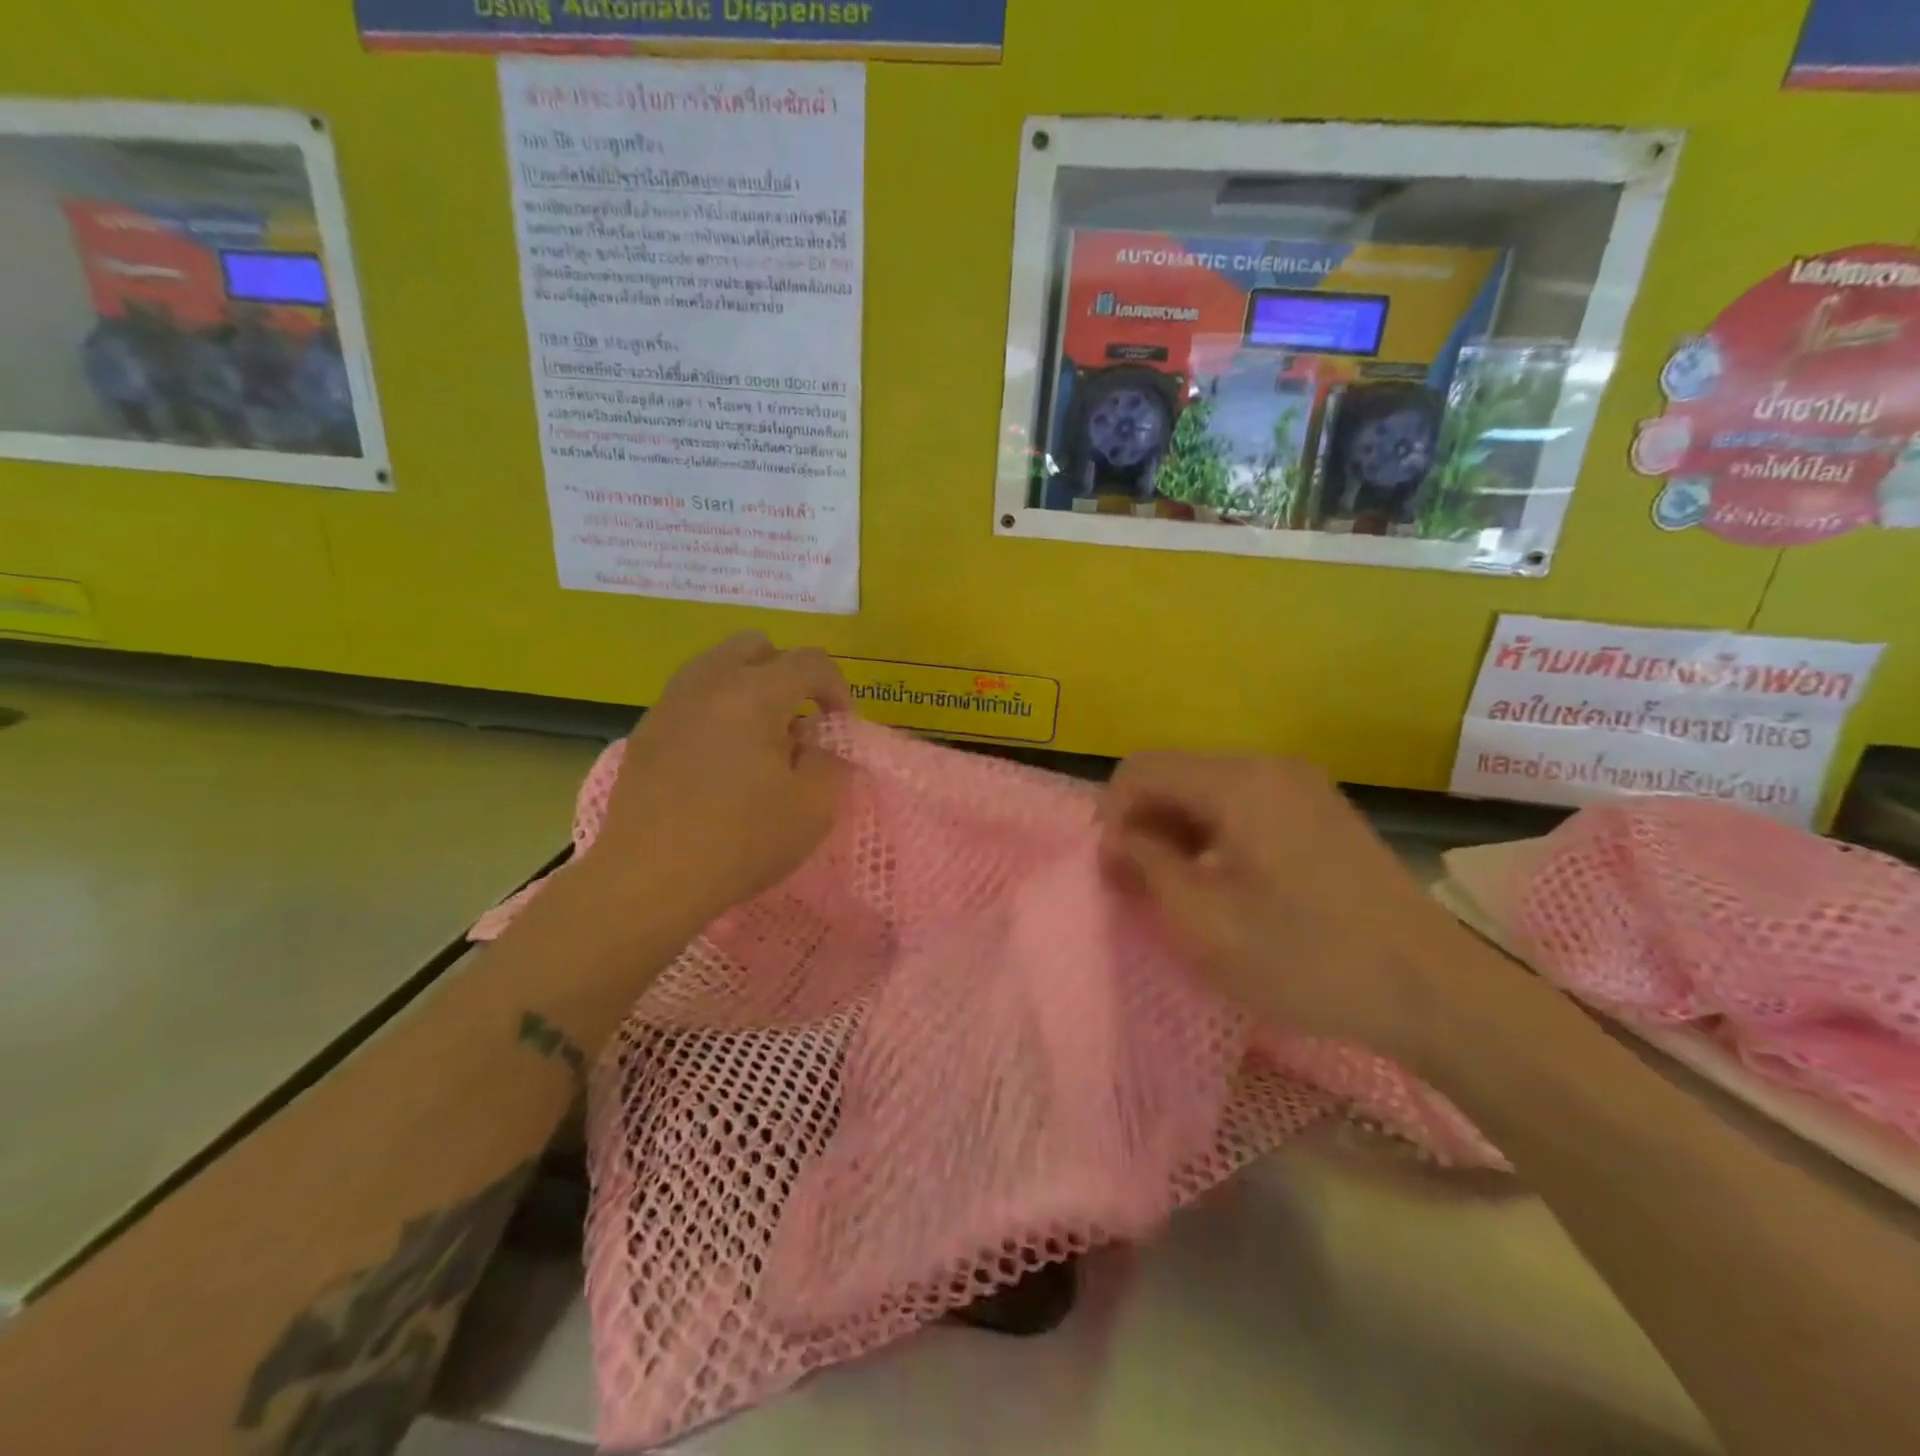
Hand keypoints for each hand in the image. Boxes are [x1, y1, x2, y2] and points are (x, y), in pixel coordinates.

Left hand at [584, 633, 851, 928]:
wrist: (648, 879)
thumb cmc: (740, 842)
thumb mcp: (813, 808)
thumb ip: (829, 761)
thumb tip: (815, 743)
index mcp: (755, 693)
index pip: (810, 661)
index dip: (837, 687)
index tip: (839, 725)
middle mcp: (709, 682)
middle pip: (756, 646)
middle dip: (787, 673)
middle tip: (797, 719)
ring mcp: (670, 703)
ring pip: (717, 666)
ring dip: (748, 688)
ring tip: (758, 738)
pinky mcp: (645, 730)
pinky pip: (690, 698)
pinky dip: (716, 710)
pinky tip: (719, 760)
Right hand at [1098, 752, 1476, 1060]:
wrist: (1432, 990)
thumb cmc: (1308, 958)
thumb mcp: (1206, 921)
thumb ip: (1147, 865)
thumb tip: (1118, 839)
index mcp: (1238, 782)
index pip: (1141, 769)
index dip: (1112, 816)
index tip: (1113, 872)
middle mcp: (1268, 766)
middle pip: (1174, 773)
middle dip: (1142, 823)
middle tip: (1137, 885)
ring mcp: (1300, 785)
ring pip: (1206, 788)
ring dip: (1176, 830)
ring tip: (1174, 888)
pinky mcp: (1319, 810)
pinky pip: (1242, 804)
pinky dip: (1212, 833)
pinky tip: (1220, 881)